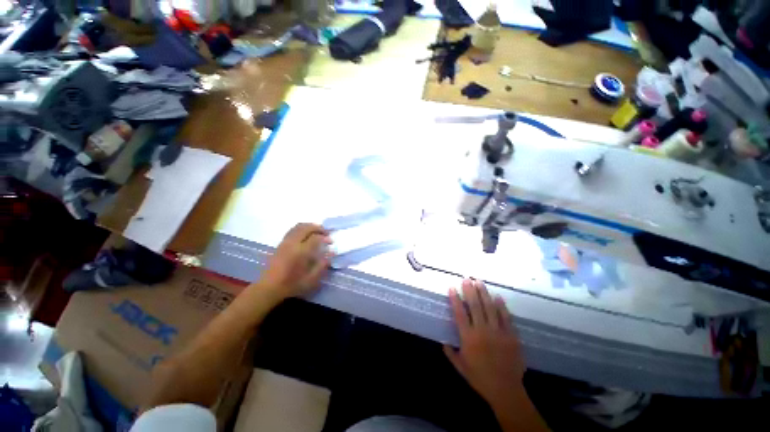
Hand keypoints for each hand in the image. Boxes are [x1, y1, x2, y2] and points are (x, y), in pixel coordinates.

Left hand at [259, 223, 331, 297]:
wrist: (269, 288)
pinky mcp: (280, 244)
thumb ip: (322, 265)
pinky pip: (293, 230)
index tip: (331, 242)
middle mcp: (292, 244)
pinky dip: (302, 229)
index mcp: (301, 252)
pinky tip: (306, 235)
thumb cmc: (291, 285)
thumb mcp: (311, 279)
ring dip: (310, 227)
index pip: (315, 237)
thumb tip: (331, 253)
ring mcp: (285, 242)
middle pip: (306, 228)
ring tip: (317, 232)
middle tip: (326, 233)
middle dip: (318, 228)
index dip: (325, 238)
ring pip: (298, 226)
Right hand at [443, 279, 526, 411]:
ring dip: (484, 293)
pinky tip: (498, 296)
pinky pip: (506, 317)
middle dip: (470, 291)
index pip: (460, 313)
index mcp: (468, 338)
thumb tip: (443, 340)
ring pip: (490, 308)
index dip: (455, 299)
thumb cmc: (480, 378)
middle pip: (475, 306)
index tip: (452, 287)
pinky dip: (501, 306)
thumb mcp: (460, 367)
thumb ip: (450, 352)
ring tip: (480, 282)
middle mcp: (482, 331)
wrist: (506, 390)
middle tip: (467, 278)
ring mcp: (498, 332)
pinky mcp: (511, 336)